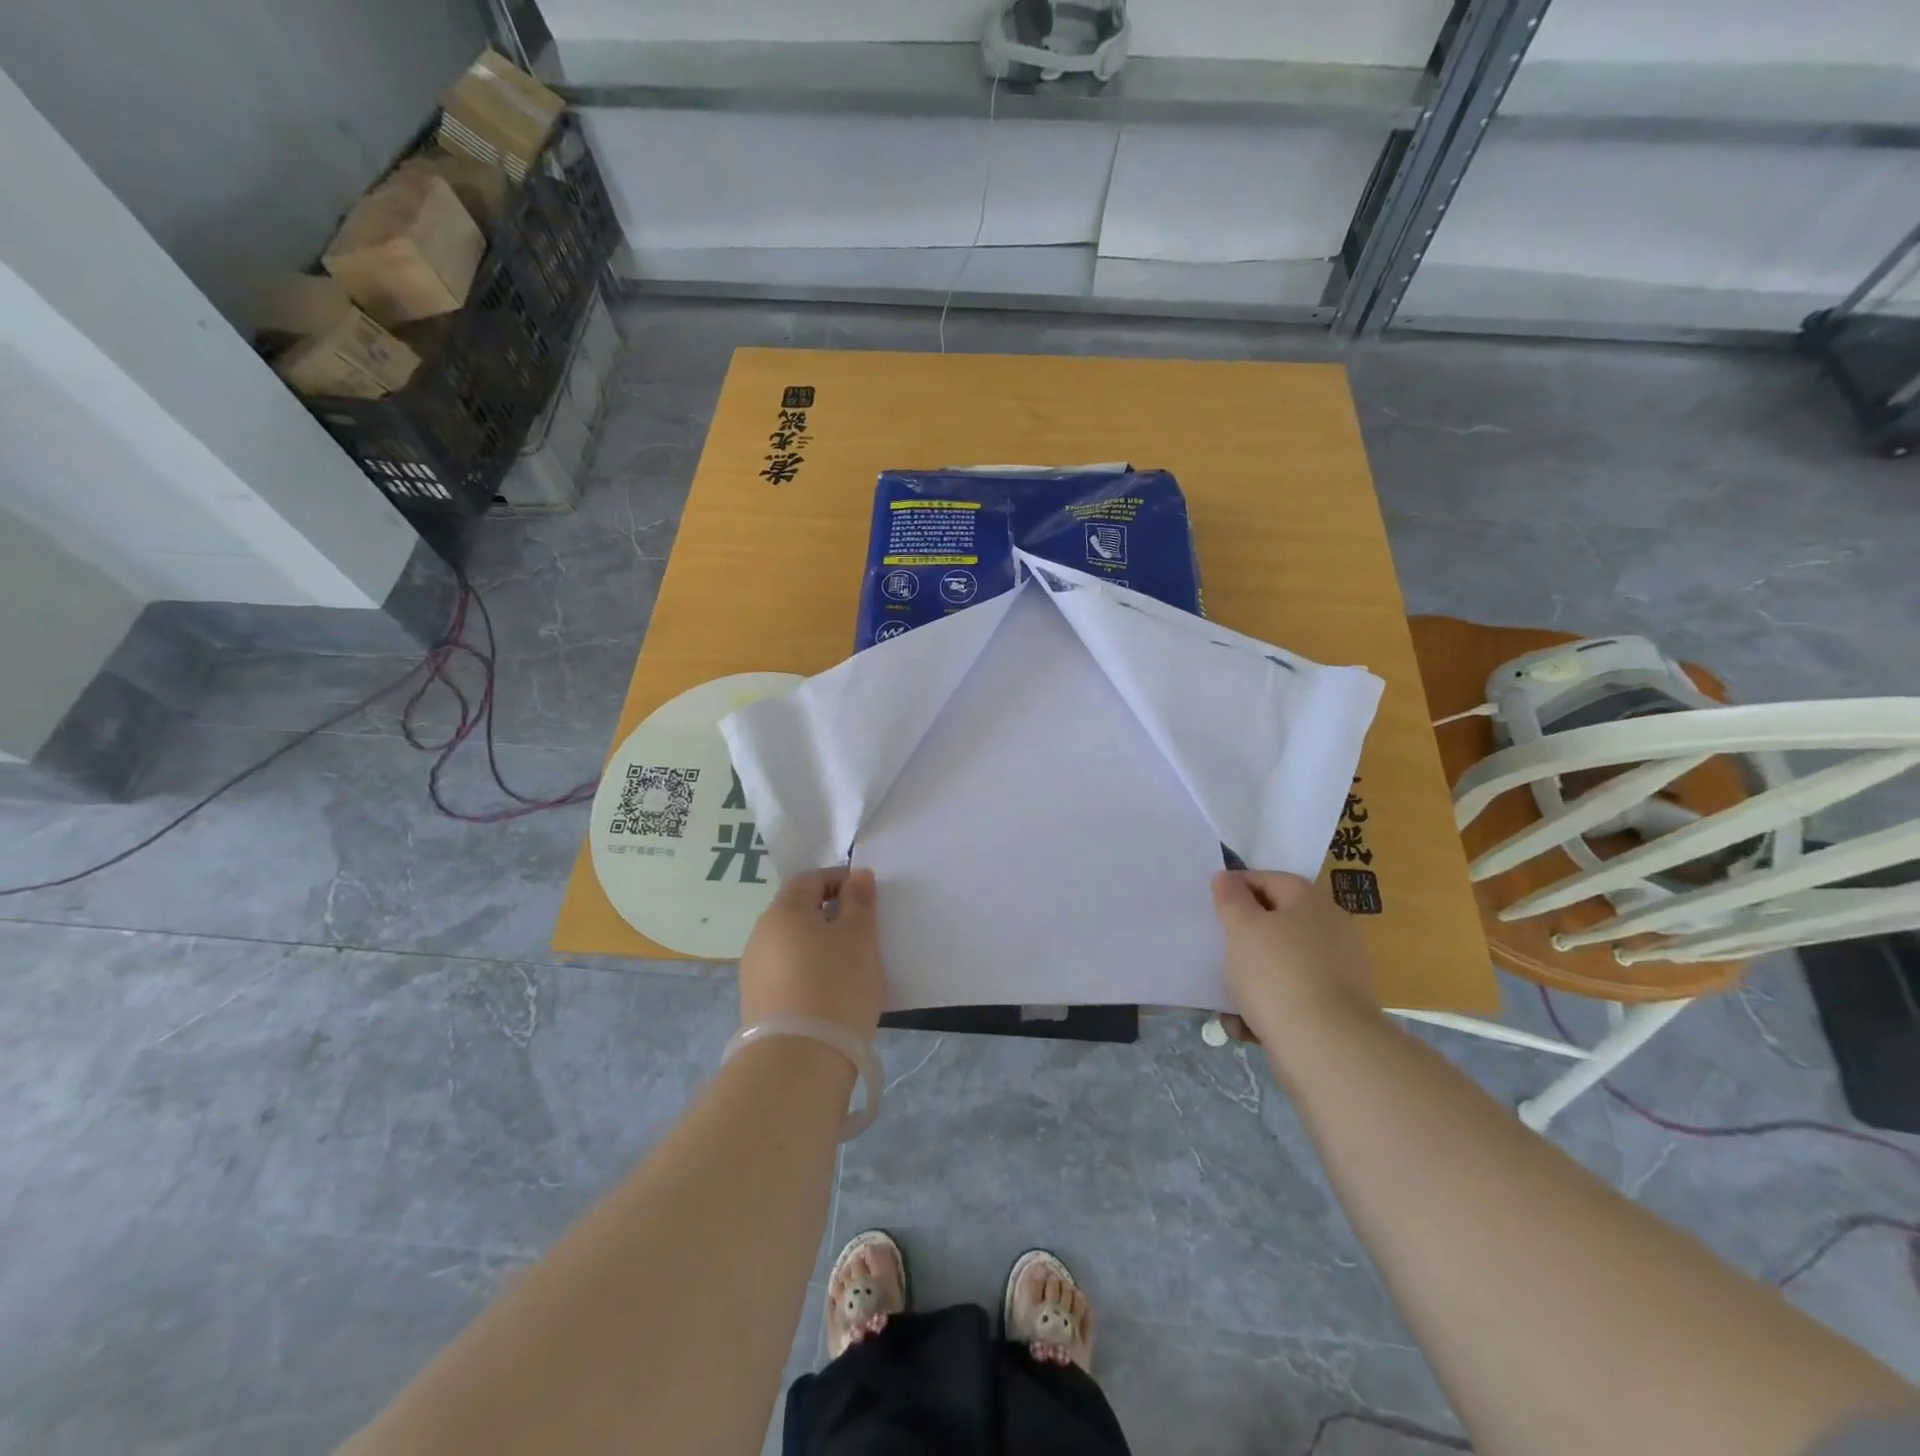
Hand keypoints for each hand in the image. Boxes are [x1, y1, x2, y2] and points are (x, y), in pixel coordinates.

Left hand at [739, 867, 885, 1041]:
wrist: (798, 1062)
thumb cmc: (836, 986)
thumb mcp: (860, 938)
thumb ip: (859, 902)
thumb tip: (857, 875)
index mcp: (784, 911)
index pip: (810, 879)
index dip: (840, 880)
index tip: (866, 897)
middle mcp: (761, 934)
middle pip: (797, 910)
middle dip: (830, 913)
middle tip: (862, 932)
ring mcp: (754, 970)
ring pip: (792, 943)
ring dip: (818, 944)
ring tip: (849, 965)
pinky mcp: (756, 1002)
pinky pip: (786, 971)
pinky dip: (808, 970)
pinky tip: (829, 991)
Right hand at [1211, 871, 1379, 1050]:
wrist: (1326, 1048)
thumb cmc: (1277, 973)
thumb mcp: (1242, 928)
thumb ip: (1231, 899)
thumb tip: (1227, 877)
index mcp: (1312, 903)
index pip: (1270, 879)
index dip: (1238, 886)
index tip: (1212, 904)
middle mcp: (1331, 931)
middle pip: (1277, 923)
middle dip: (1243, 938)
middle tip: (1217, 949)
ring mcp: (1338, 972)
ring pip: (1281, 964)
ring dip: (1250, 978)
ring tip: (1225, 999)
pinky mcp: (1335, 1009)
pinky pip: (1292, 997)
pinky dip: (1267, 1007)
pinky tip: (1245, 1026)